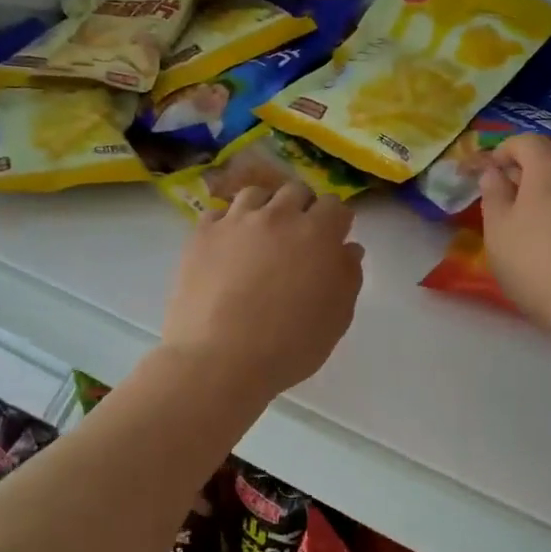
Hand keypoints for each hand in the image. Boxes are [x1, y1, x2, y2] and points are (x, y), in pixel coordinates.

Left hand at [162, 183, 365, 398]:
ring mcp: (236, 221)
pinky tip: (227, 245)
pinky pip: (218, 213)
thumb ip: (348, 276)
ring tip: (260, 235)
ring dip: (265, 208)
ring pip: (255, 194)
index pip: (335, 205)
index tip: (334, 239)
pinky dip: (227, 223)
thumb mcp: (336, 318)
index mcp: (317, 233)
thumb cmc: (288, 346)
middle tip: (298, 237)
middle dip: (302, 208)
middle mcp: (278, 216)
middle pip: (296, 191)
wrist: (219, 360)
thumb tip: (348, 248)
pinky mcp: (202, 234)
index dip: (336, 221)